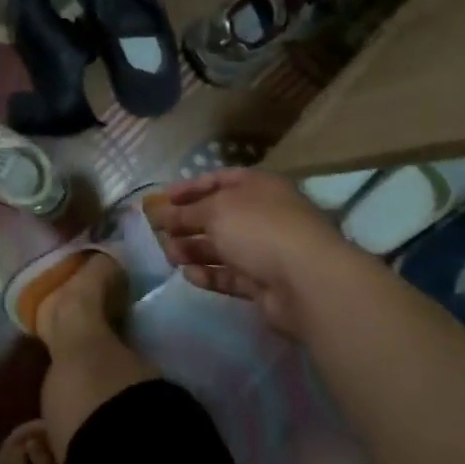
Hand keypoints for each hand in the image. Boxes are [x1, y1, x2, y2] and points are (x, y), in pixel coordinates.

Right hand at [145, 169, 350, 336]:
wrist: (306, 282)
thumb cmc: (259, 229)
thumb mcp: (216, 211)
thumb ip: (185, 212)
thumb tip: (161, 212)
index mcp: (257, 187)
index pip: (218, 180)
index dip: (189, 188)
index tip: (162, 200)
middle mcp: (262, 215)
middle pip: (217, 216)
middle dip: (186, 223)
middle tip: (158, 233)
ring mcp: (264, 250)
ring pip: (221, 247)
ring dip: (193, 250)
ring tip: (170, 256)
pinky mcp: (263, 282)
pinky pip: (230, 275)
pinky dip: (209, 275)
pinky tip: (189, 275)